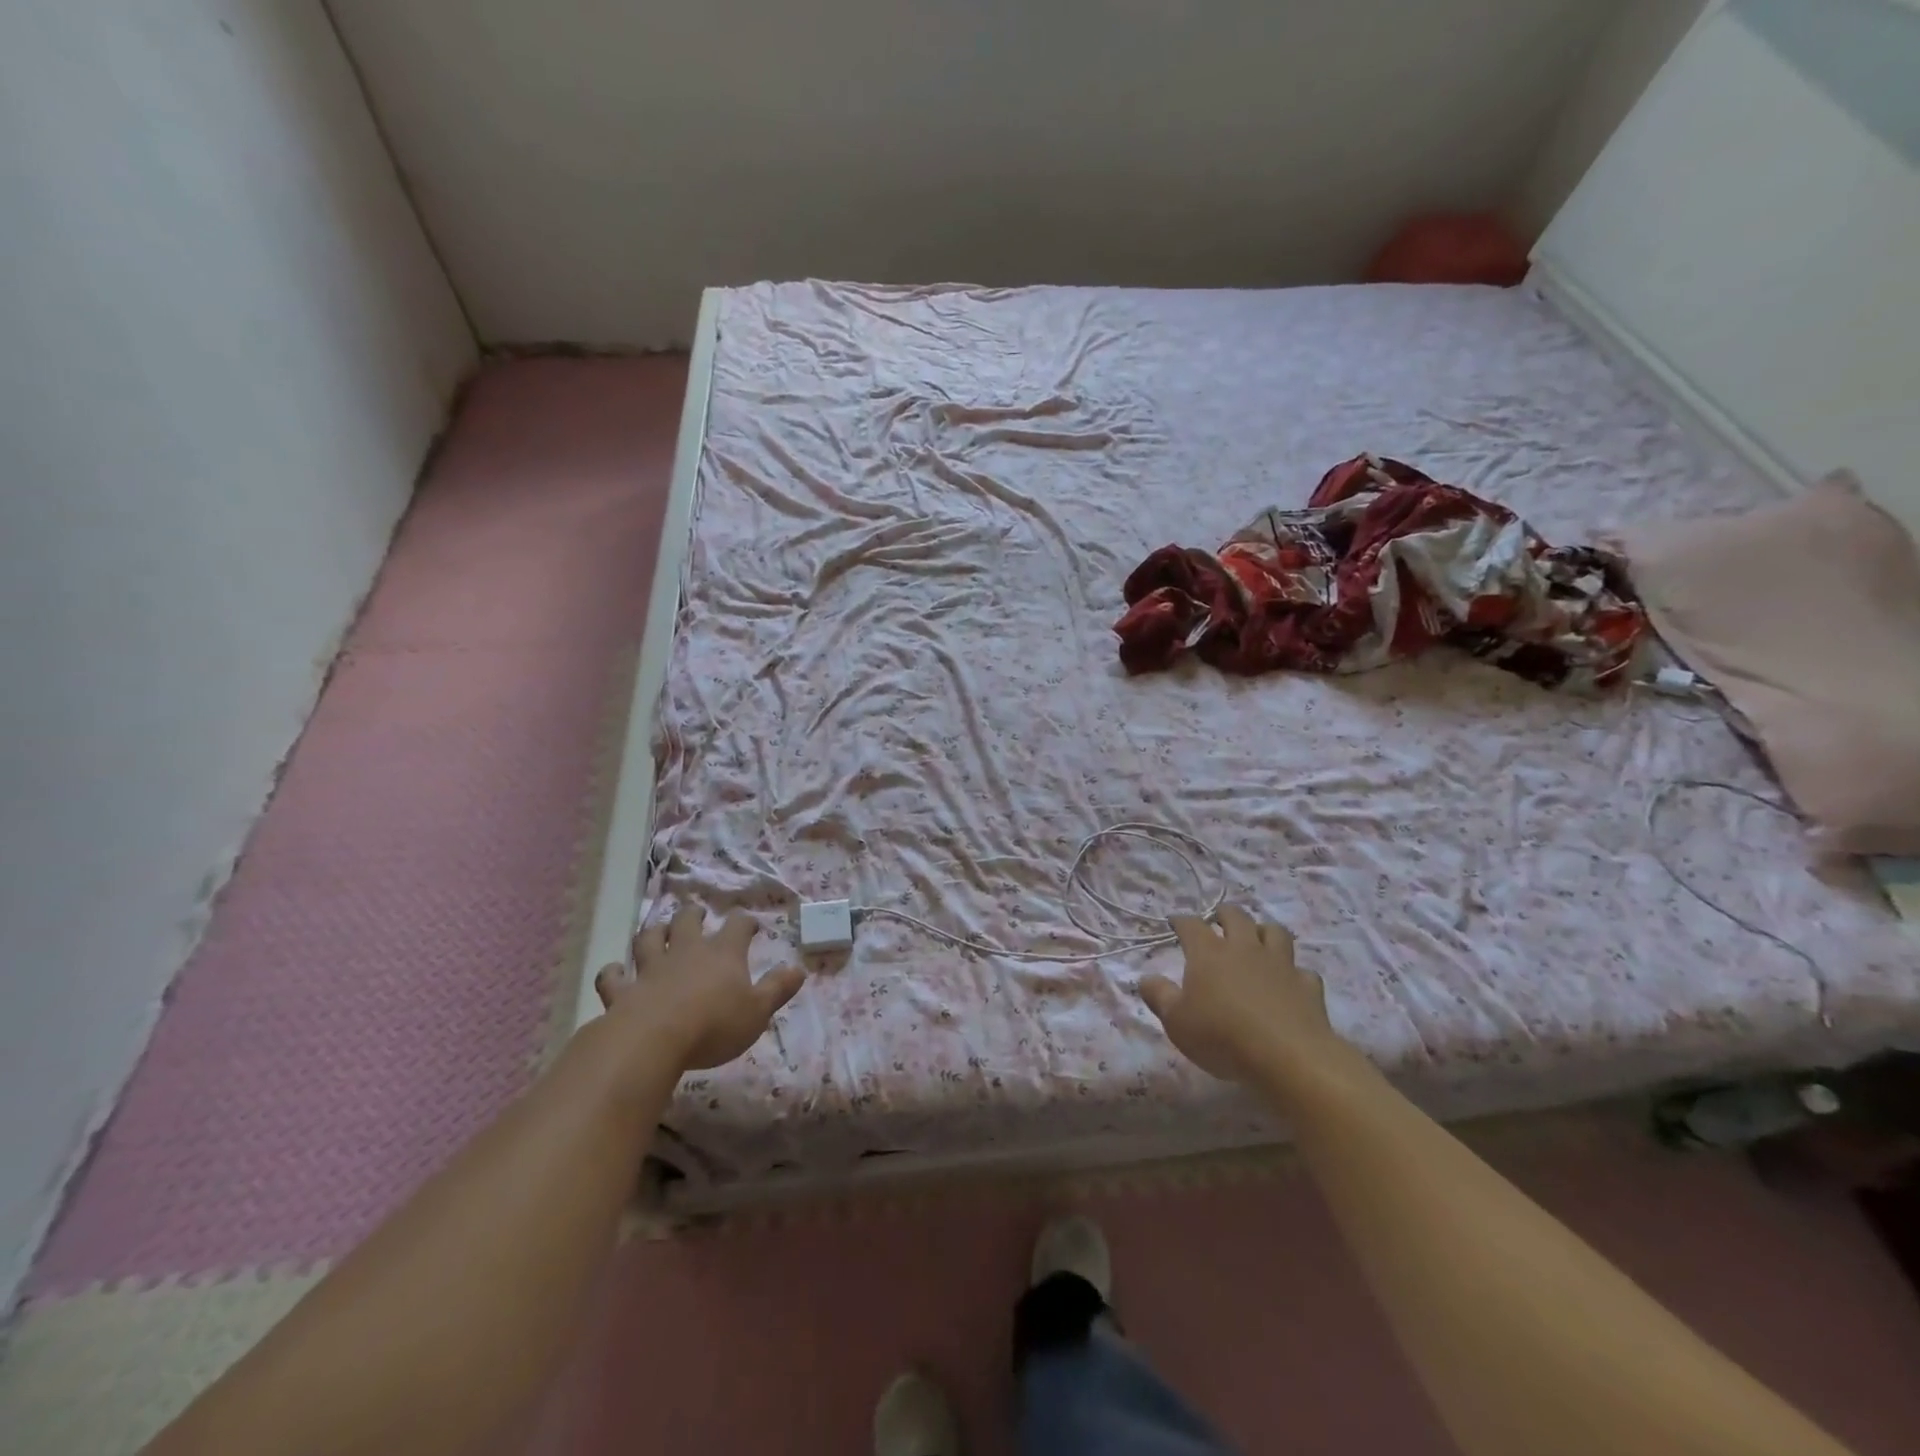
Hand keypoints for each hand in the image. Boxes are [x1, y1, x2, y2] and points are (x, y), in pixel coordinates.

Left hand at [594, 905, 805, 1071]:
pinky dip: (613, 972)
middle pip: (687, 921)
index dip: (744, 923)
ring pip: (649, 939)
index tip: (749, 926)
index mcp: (723, 953)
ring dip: (654, 933)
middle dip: (693, 915)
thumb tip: (798, 969)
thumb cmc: (714, 1025)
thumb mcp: (757, 1012)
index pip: (737, 926)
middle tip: (697, 913)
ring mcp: (651, 968)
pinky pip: (613, 976)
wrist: (653, 1040)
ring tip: (658, 931)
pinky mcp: (622, 990)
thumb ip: (777, 989)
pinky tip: (615, 971)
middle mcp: (686, 951)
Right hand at [1139, 905, 1346, 1085]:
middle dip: (1224, 914)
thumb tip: (1145, 978)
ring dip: (1263, 931)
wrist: (1288, 1057)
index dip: (1181, 920)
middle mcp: (1244, 949)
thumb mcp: (1177, 1022)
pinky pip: (1302, 970)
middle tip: (1218, 919)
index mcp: (1209, 953)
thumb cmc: (1222, 1036)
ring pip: (1274, 932)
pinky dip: (1294, 972)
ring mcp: (1280, 964)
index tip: (1175, 922)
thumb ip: (1159, 996)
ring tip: (1257, 939)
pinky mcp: (1308, 986)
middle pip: (1236, 916)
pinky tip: (1290, 982)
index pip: (1191, 925)